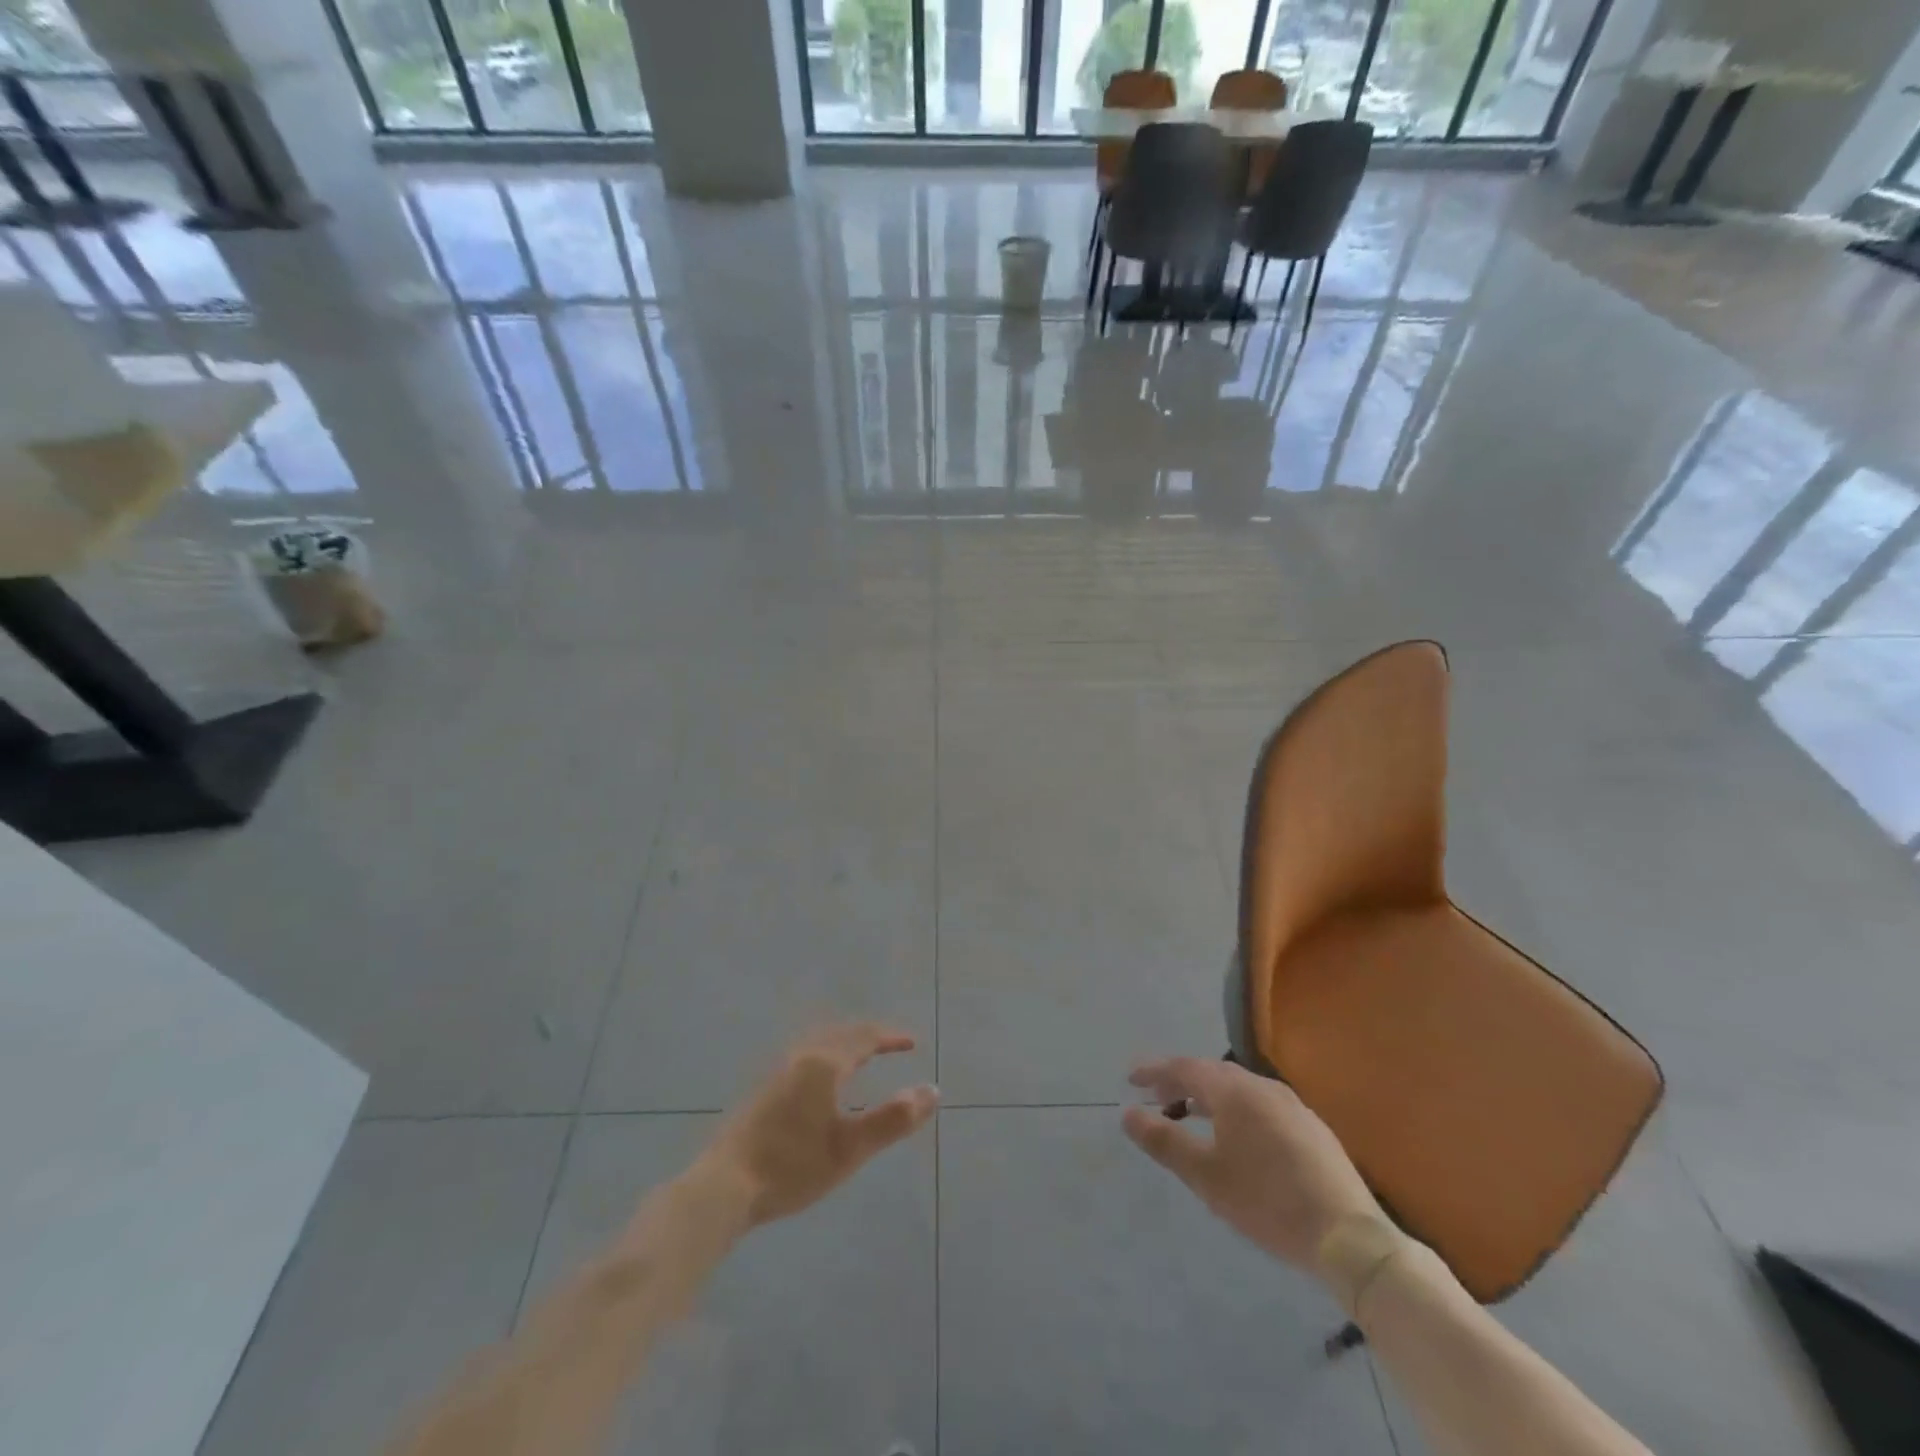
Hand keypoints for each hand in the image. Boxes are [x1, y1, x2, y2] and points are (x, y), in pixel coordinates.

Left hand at [705, 1023, 938, 1227]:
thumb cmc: (792, 1166)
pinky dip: (826, 1057)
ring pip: (819, 1045)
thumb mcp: (851, 1148)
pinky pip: (805, 1058)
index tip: (912, 1043)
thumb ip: (893, 1119)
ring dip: (845, 1044)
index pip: (864, 1038)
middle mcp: (801, 1058)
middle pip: (840, 1034)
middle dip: (868, 1036)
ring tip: (860, 1057)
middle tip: (889, 1044)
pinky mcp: (762, 1092)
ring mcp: (777, 1073)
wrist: (723, 1186)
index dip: (890, 1038)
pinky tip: (821, 1083)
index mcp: (824, 1064)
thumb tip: (933, 1091)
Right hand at [1122, 1057, 1389, 1286]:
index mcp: (1235, 1091)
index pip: (1185, 1067)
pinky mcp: (1312, 1129)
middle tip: (1156, 1097)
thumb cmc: (1267, 1201)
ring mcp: (1292, 1106)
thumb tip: (1128, 1113)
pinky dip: (1235, 1110)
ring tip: (1189, 1114)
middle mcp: (1263, 1087)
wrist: (1349, 1237)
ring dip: (1209, 1096)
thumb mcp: (1206, 1176)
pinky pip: (1260, 1105)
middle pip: (1212, 1073)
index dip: (1155, 1071)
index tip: (1130, 1080)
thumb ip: (1164, 1141)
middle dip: (1181, 1082)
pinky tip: (1235, 1136)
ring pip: (1239, 1089)